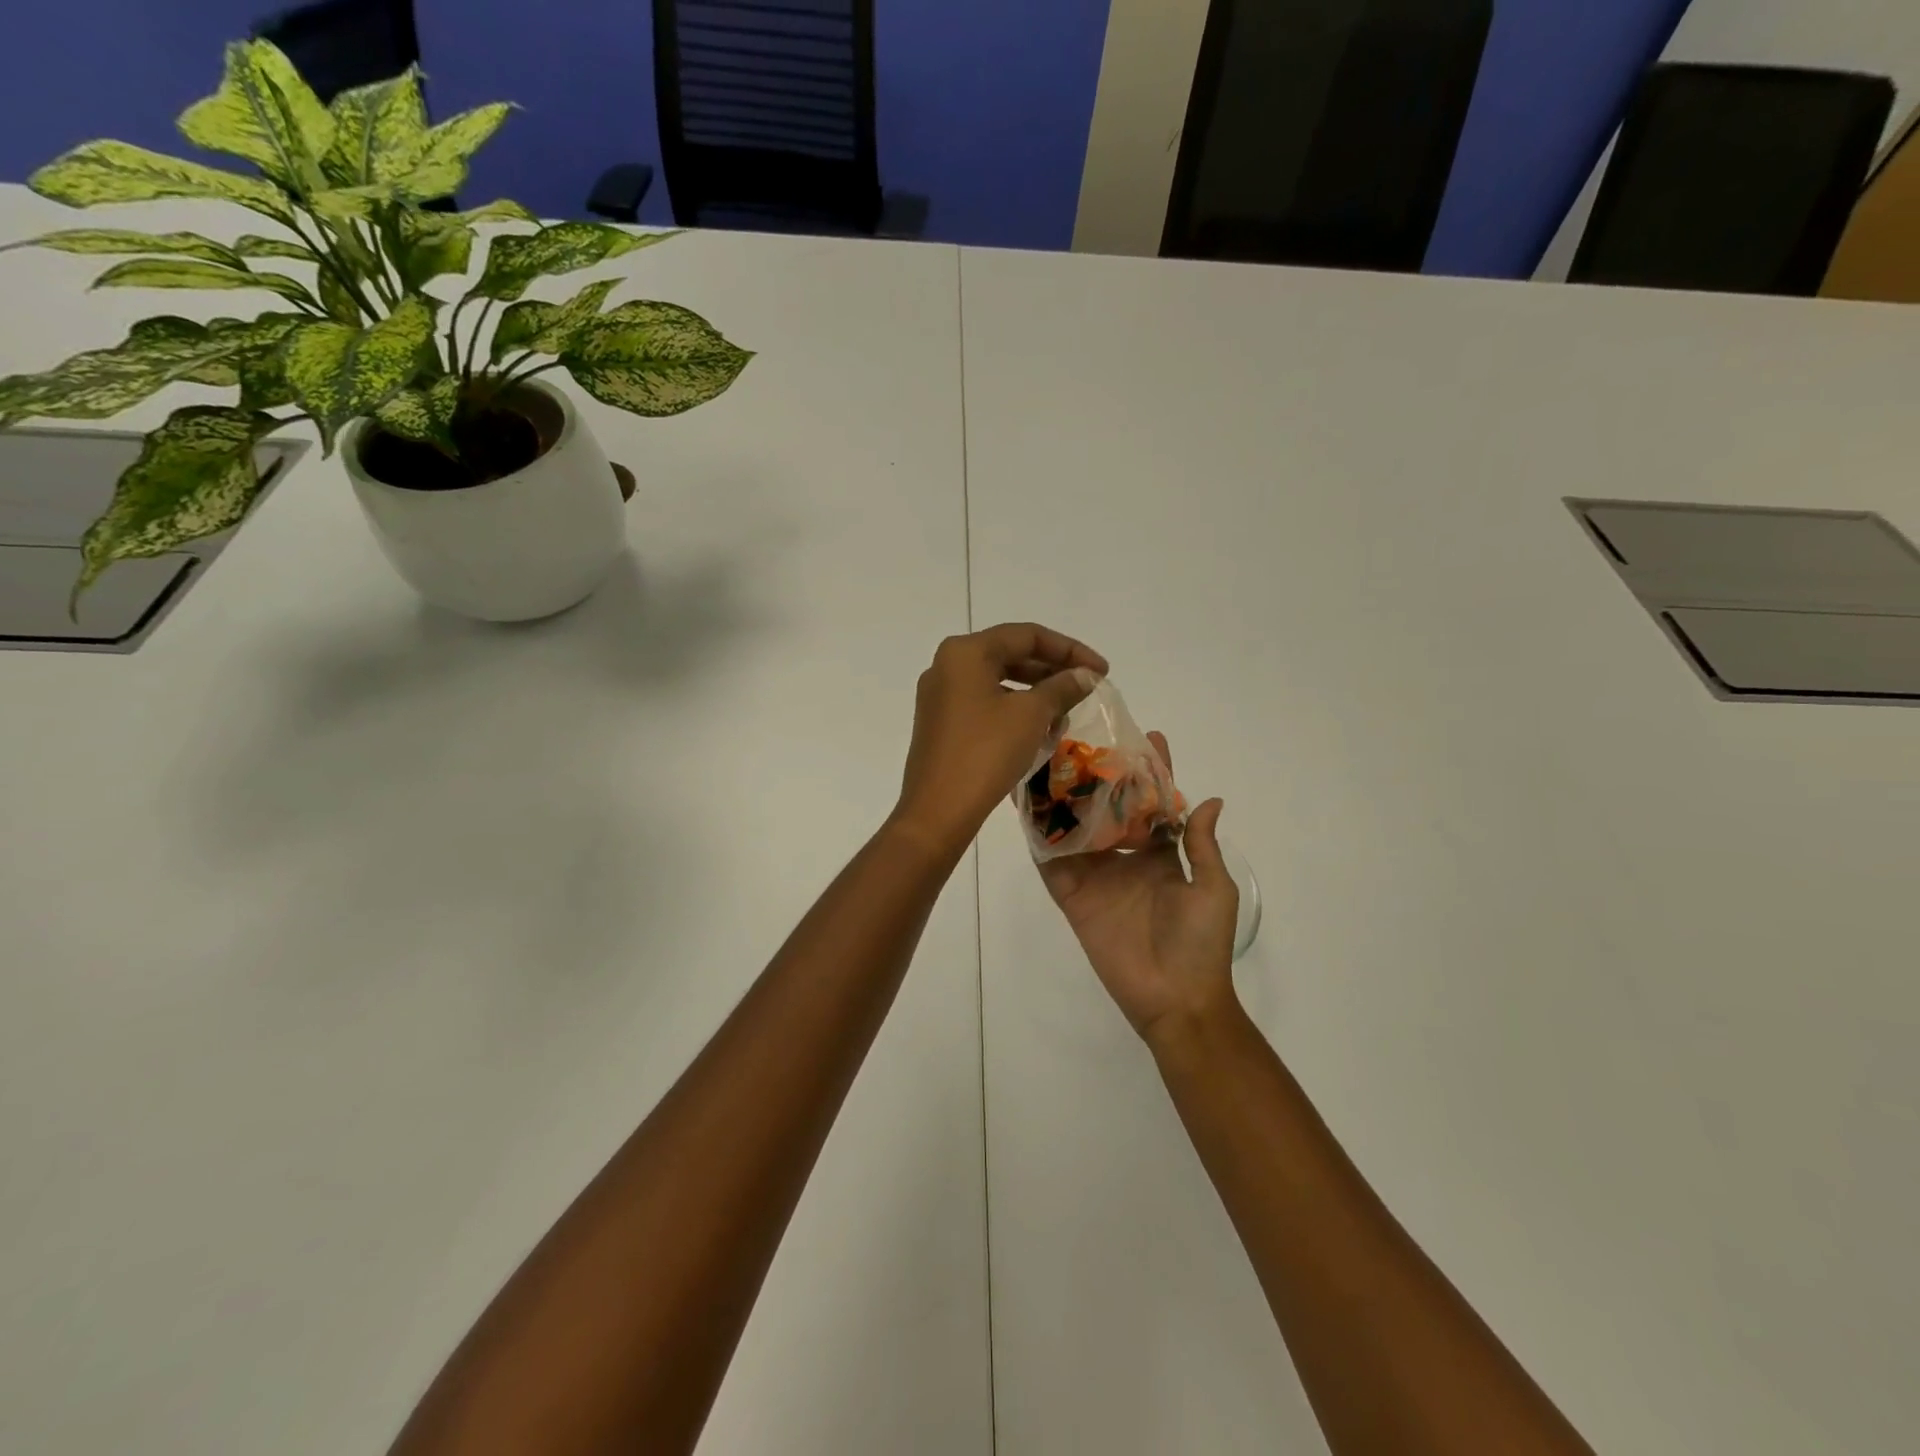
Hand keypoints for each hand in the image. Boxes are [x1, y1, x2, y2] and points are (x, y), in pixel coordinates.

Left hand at [893, 623, 1108, 859]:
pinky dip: (1014, 712)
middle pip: (1010, 655)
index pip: (1027, 635)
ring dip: (1036, 694)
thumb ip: (1062, 687)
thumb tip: (1085, 675)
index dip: (1070, 649)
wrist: (937, 811)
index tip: (1102, 671)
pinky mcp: (941, 724)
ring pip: (999, 682)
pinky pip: (985, 705)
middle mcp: (947, 666)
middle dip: (1052, 671)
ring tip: (1066, 715)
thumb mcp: (1031, 716)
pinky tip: (1039, 733)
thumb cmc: (985, 753)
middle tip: (1087, 689)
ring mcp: (940, 696)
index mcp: (965, 652)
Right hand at [1039, 733, 1239, 1042]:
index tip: (1148, 737)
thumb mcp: (1213, 889)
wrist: (1176, 999)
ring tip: (1047, 761)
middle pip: (1107, 810)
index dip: (1153, 774)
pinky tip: (1025, 805)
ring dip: (1062, 799)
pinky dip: (1038, 836)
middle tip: (1084, 739)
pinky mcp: (1072, 896)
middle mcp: (1125, 858)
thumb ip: (1202, 845)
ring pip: (1075, 829)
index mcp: (1162, 855)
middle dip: (1099, 776)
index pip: (1154, 805)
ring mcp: (1096, 876)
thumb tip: (1211, 800)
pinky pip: (1051, 862)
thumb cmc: (1202, 943)